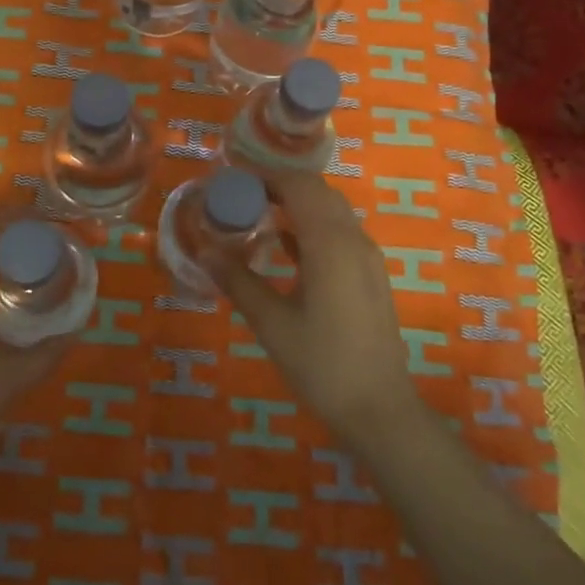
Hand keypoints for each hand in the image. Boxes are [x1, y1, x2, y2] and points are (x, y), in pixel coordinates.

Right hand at [204, 173, 420, 440]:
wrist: (379, 410)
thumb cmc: (322, 365)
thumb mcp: (271, 323)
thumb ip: (238, 281)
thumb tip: (205, 251)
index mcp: (330, 243)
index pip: (298, 185)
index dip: (264, 175)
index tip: (231, 179)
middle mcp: (353, 239)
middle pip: (316, 191)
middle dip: (278, 184)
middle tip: (239, 195)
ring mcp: (366, 256)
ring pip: (330, 209)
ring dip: (295, 203)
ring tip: (255, 213)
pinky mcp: (369, 274)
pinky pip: (338, 231)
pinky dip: (310, 225)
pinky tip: (282, 243)